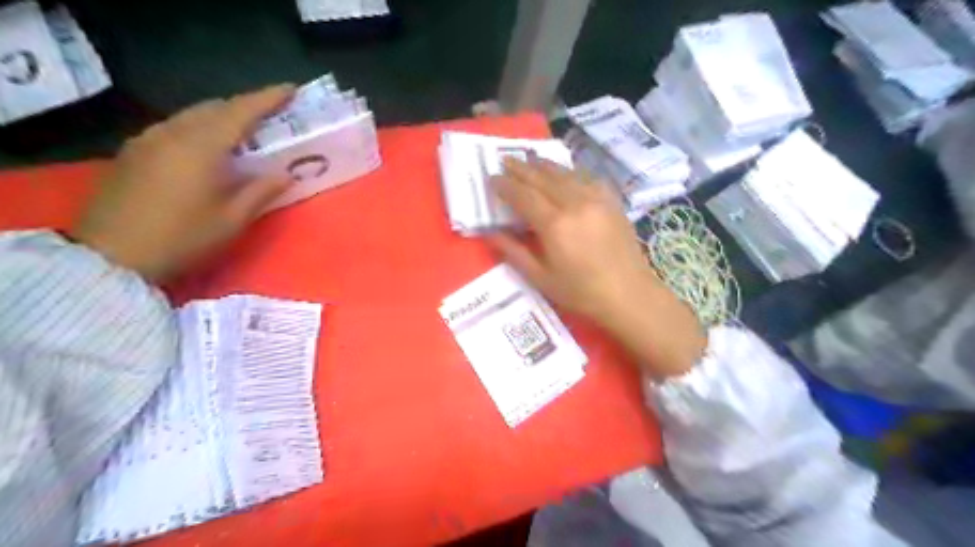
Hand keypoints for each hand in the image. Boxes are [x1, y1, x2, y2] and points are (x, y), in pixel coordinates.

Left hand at [71, 86, 293, 282]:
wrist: (113, 254)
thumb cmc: (184, 237)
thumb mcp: (233, 219)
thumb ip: (262, 191)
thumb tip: (285, 174)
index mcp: (202, 146)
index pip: (241, 111)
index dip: (268, 98)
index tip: (291, 89)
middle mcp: (173, 132)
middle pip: (214, 107)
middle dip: (244, 107)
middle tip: (270, 117)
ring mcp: (147, 139)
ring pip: (191, 116)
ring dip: (220, 118)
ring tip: (241, 134)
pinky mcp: (133, 152)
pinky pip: (173, 128)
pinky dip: (197, 129)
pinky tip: (205, 150)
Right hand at [492, 160, 704, 377]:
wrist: (629, 294)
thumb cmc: (581, 292)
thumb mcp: (541, 278)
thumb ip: (514, 252)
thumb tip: (490, 233)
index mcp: (554, 224)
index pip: (523, 195)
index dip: (505, 185)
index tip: (491, 177)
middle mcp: (574, 203)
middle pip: (542, 178)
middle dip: (521, 168)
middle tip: (505, 159)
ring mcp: (596, 198)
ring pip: (565, 173)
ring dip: (544, 165)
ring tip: (530, 160)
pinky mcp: (611, 201)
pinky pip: (587, 177)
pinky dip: (570, 172)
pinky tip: (565, 173)